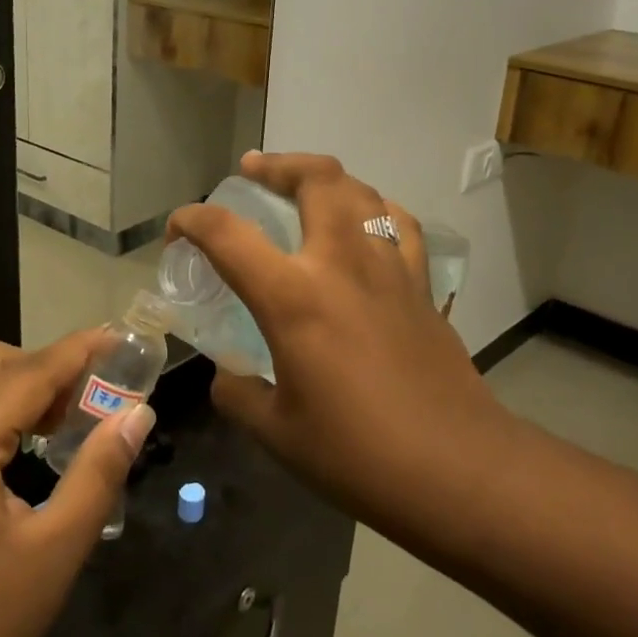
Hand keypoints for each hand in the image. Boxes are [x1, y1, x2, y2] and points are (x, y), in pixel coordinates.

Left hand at [0, 333, 156, 636]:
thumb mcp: (54, 551)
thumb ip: (99, 473)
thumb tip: (136, 414)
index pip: (30, 370)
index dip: (78, 351)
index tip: (118, 338)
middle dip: (43, 366)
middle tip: (87, 401)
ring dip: (10, 385)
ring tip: (53, 423)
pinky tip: (6, 449)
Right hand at [167, 152, 516, 535]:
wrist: (460, 471)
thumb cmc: (358, 455)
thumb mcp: (276, 432)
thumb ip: (238, 393)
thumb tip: (228, 375)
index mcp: (294, 298)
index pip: (227, 234)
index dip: (191, 221)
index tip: (177, 232)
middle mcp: (342, 264)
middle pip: (315, 179)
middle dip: (277, 165)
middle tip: (252, 170)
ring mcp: (389, 269)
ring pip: (361, 191)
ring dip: (325, 178)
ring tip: (304, 186)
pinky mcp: (421, 286)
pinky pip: (398, 224)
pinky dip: (373, 209)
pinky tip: (363, 224)